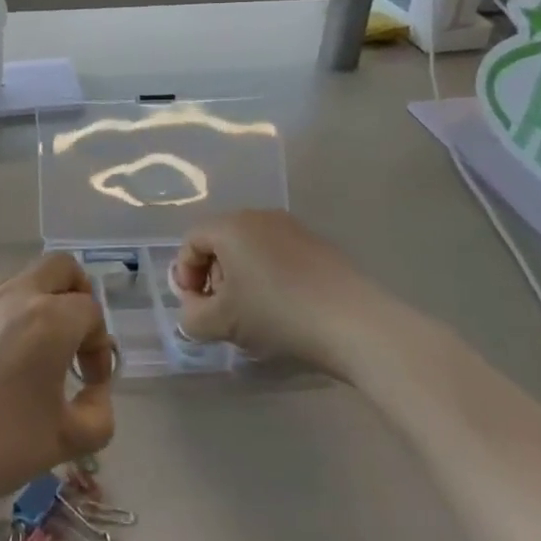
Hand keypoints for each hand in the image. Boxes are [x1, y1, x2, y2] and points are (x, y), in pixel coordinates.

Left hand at [0, 253, 114, 515]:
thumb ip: (98, 415)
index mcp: (49, 319)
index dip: (99, 345)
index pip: (91, 311)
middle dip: (77, 295)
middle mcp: (13, 297)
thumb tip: (93, 392)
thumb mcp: (66, 441)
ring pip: (19, 282)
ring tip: (29, 359)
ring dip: (36, 307)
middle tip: (72, 339)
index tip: (89, 383)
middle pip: (60, 267)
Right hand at [169, 210, 385, 375]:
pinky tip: (284, 308)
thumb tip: (193, 309)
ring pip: (251, 249)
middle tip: (222, 311)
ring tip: (254, 313)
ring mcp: (293, 228)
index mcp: (230, 226)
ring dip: (242, 278)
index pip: (191, 241)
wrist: (356, 324)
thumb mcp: (222, 323)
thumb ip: (192, 316)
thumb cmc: (278, 314)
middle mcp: (259, 217)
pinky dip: (270, 277)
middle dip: (213, 276)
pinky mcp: (319, 245)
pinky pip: (278, 255)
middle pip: (221, 242)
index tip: (196, 306)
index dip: (185, 274)